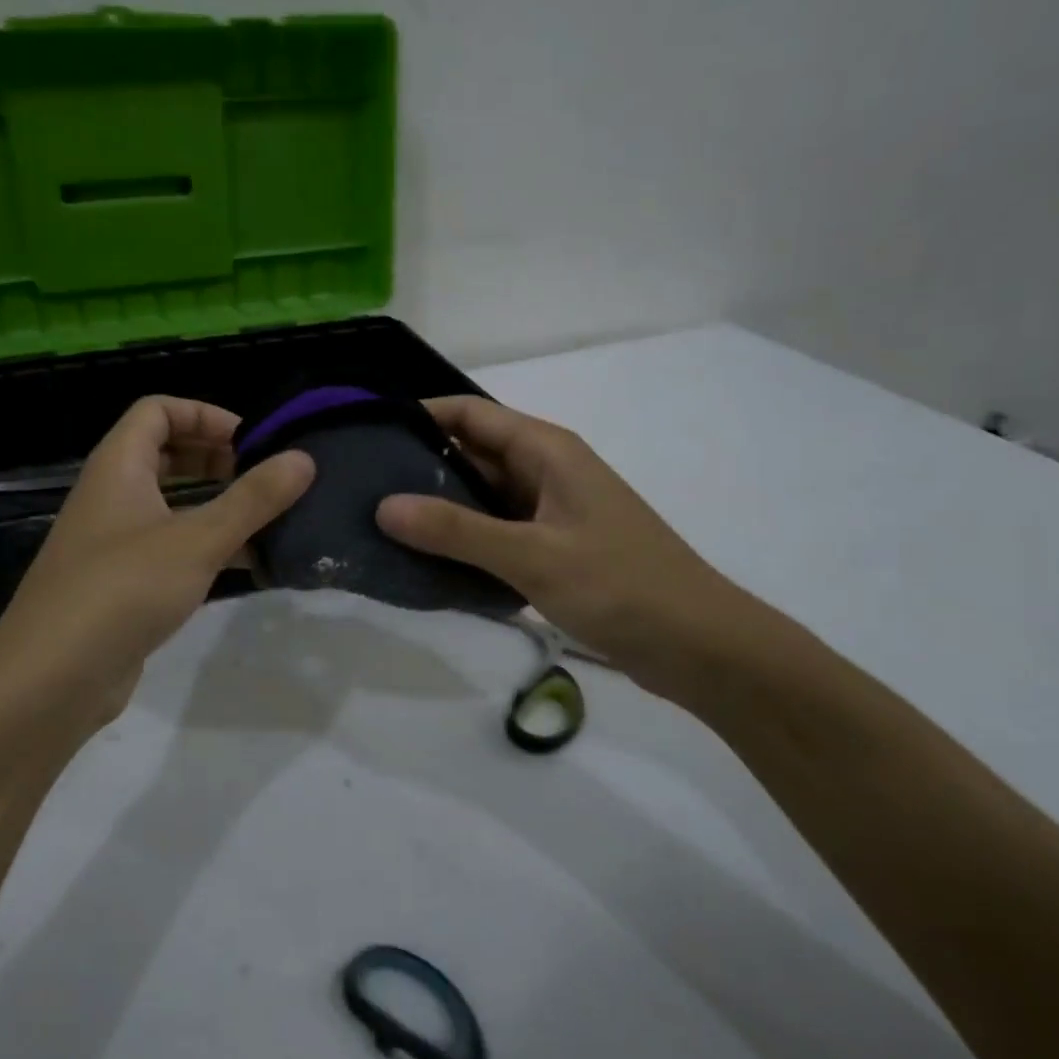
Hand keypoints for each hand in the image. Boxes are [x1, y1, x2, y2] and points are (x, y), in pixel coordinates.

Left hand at [0, 396, 313, 731]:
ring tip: (267, 519)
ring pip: (170, 505)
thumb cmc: (124, 589)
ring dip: (215, 505)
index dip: (205, 414)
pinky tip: (247, 565)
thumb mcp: (198, 540)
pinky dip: (205, 547)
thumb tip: (304, 459)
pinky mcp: (121, 584)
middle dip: (216, 458)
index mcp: (118, 467)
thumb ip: (253, 499)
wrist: (52, 678)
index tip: (252, 440)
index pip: (157, 411)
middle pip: (165, 455)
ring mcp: (114, 542)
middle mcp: (111, 496)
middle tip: (263, 477)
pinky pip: (169, 548)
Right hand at [375, 397, 759, 698]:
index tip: (367, 435)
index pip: (470, 413)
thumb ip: (456, 530)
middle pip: (471, 452)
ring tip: (379, 525)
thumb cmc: (619, 585)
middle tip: (360, 488)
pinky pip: (495, 532)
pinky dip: (463, 541)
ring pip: (481, 496)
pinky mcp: (552, 548)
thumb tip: (383, 506)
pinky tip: (425, 561)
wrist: (698, 645)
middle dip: (419, 465)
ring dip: (438, 507)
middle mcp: (545, 470)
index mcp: (546, 450)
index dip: (419, 415)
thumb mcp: (531, 555)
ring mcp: (549, 511)